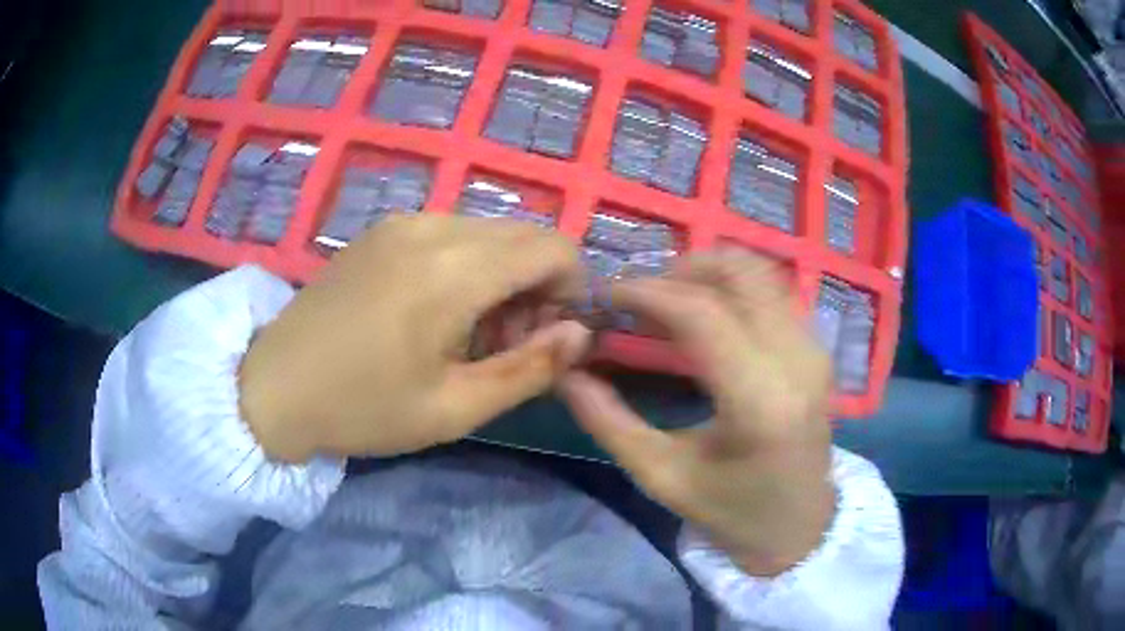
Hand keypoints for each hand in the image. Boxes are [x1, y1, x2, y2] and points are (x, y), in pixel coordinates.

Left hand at [239, 214, 591, 462]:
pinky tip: (436, 311)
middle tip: (509, 344)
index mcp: (454, 270)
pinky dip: (468, 266)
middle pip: (524, 237)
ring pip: (489, 234)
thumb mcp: (454, 408)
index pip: (554, 248)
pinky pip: (452, 233)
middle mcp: (434, 227)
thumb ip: (529, 368)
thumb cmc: (363, 408)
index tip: (552, 336)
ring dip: (502, 277)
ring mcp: (403, 222)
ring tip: (469, 333)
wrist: (273, 386)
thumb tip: (580, 334)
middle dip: (538, 286)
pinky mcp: (383, 229)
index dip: (572, 289)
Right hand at [559, 252, 835, 576]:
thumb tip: (566, 371)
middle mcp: (797, 361)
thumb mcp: (661, 476)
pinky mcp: (817, 349)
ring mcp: (814, 349)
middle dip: (680, 269)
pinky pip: (772, 292)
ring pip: (759, 272)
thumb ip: (608, 421)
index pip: (702, 313)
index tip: (607, 294)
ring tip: (669, 305)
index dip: (647, 292)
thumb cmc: (732, 511)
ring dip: (707, 274)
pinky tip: (705, 319)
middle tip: (642, 299)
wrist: (800, 526)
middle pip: (739, 272)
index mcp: (760, 401)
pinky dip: (732, 289)